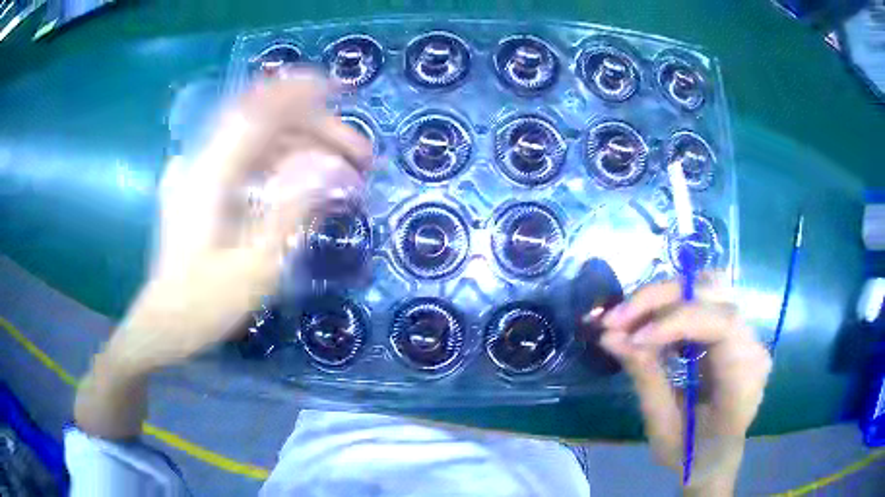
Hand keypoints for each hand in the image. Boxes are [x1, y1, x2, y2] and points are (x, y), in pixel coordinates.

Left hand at [109, 71, 373, 375]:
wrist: (164, 324)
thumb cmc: (204, 304)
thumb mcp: (254, 267)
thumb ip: (291, 212)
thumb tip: (331, 172)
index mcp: (210, 177)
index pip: (258, 113)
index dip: (300, 94)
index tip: (340, 89)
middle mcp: (203, 164)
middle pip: (265, 125)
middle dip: (316, 132)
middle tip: (360, 159)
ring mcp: (200, 175)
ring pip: (259, 143)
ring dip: (303, 149)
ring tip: (341, 175)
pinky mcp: (202, 189)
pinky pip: (247, 161)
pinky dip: (281, 164)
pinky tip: (306, 181)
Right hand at [599, 277, 771, 494]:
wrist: (716, 460)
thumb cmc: (692, 456)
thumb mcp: (662, 428)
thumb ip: (645, 378)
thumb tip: (610, 336)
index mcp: (744, 380)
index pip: (722, 324)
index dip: (676, 320)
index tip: (631, 336)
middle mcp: (753, 346)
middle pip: (714, 292)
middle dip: (661, 299)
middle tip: (616, 319)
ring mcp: (746, 333)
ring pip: (708, 287)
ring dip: (663, 298)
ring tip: (627, 320)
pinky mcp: (734, 330)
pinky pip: (703, 301)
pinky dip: (670, 307)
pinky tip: (648, 328)